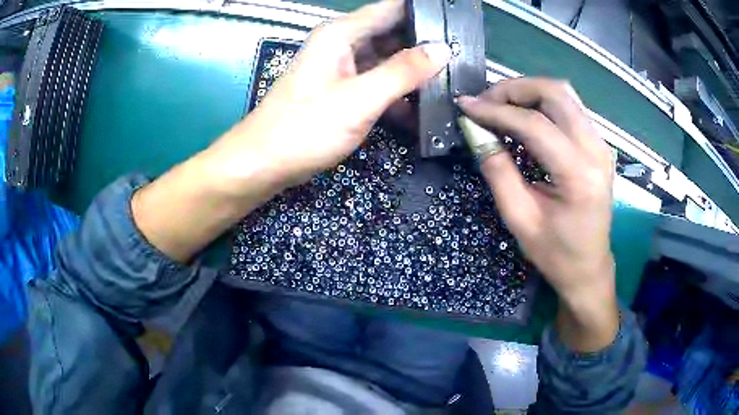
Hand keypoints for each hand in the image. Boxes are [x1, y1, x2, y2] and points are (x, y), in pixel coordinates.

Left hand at [132, 0, 450, 262]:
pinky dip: (397, 92)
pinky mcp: (341, 90)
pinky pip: (376, 81)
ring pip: (387, 59)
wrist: (263, 164)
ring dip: (414, 71)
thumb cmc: (304, 129)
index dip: (424, 13)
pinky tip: (420, 107)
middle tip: (462, 59)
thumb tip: (442, 49)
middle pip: (392, 33)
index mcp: (342, 34)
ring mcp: (341, 68)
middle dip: (425, 45)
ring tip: (450, 82)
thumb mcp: (359, 99)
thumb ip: (402, 72)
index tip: (456, 25)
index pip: (391, 9)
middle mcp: (342, 44)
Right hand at [459, 78, 618, 350]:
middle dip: (514, 89)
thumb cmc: (555, 253)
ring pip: (564, 93)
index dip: (496, 110)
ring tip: (501, 106)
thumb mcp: (519, 218)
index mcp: (578, 174)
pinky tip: (524, 117)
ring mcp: (601, 144)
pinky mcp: (599, 144)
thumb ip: (497, 169)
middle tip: (485, 103)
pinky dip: (543, 103)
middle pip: (555, 92)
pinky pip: (570, 107)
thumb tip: (474, 130)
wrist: (589, 267)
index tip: (465, 106)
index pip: (534, 124)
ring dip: (529, 92)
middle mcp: (596, 150)